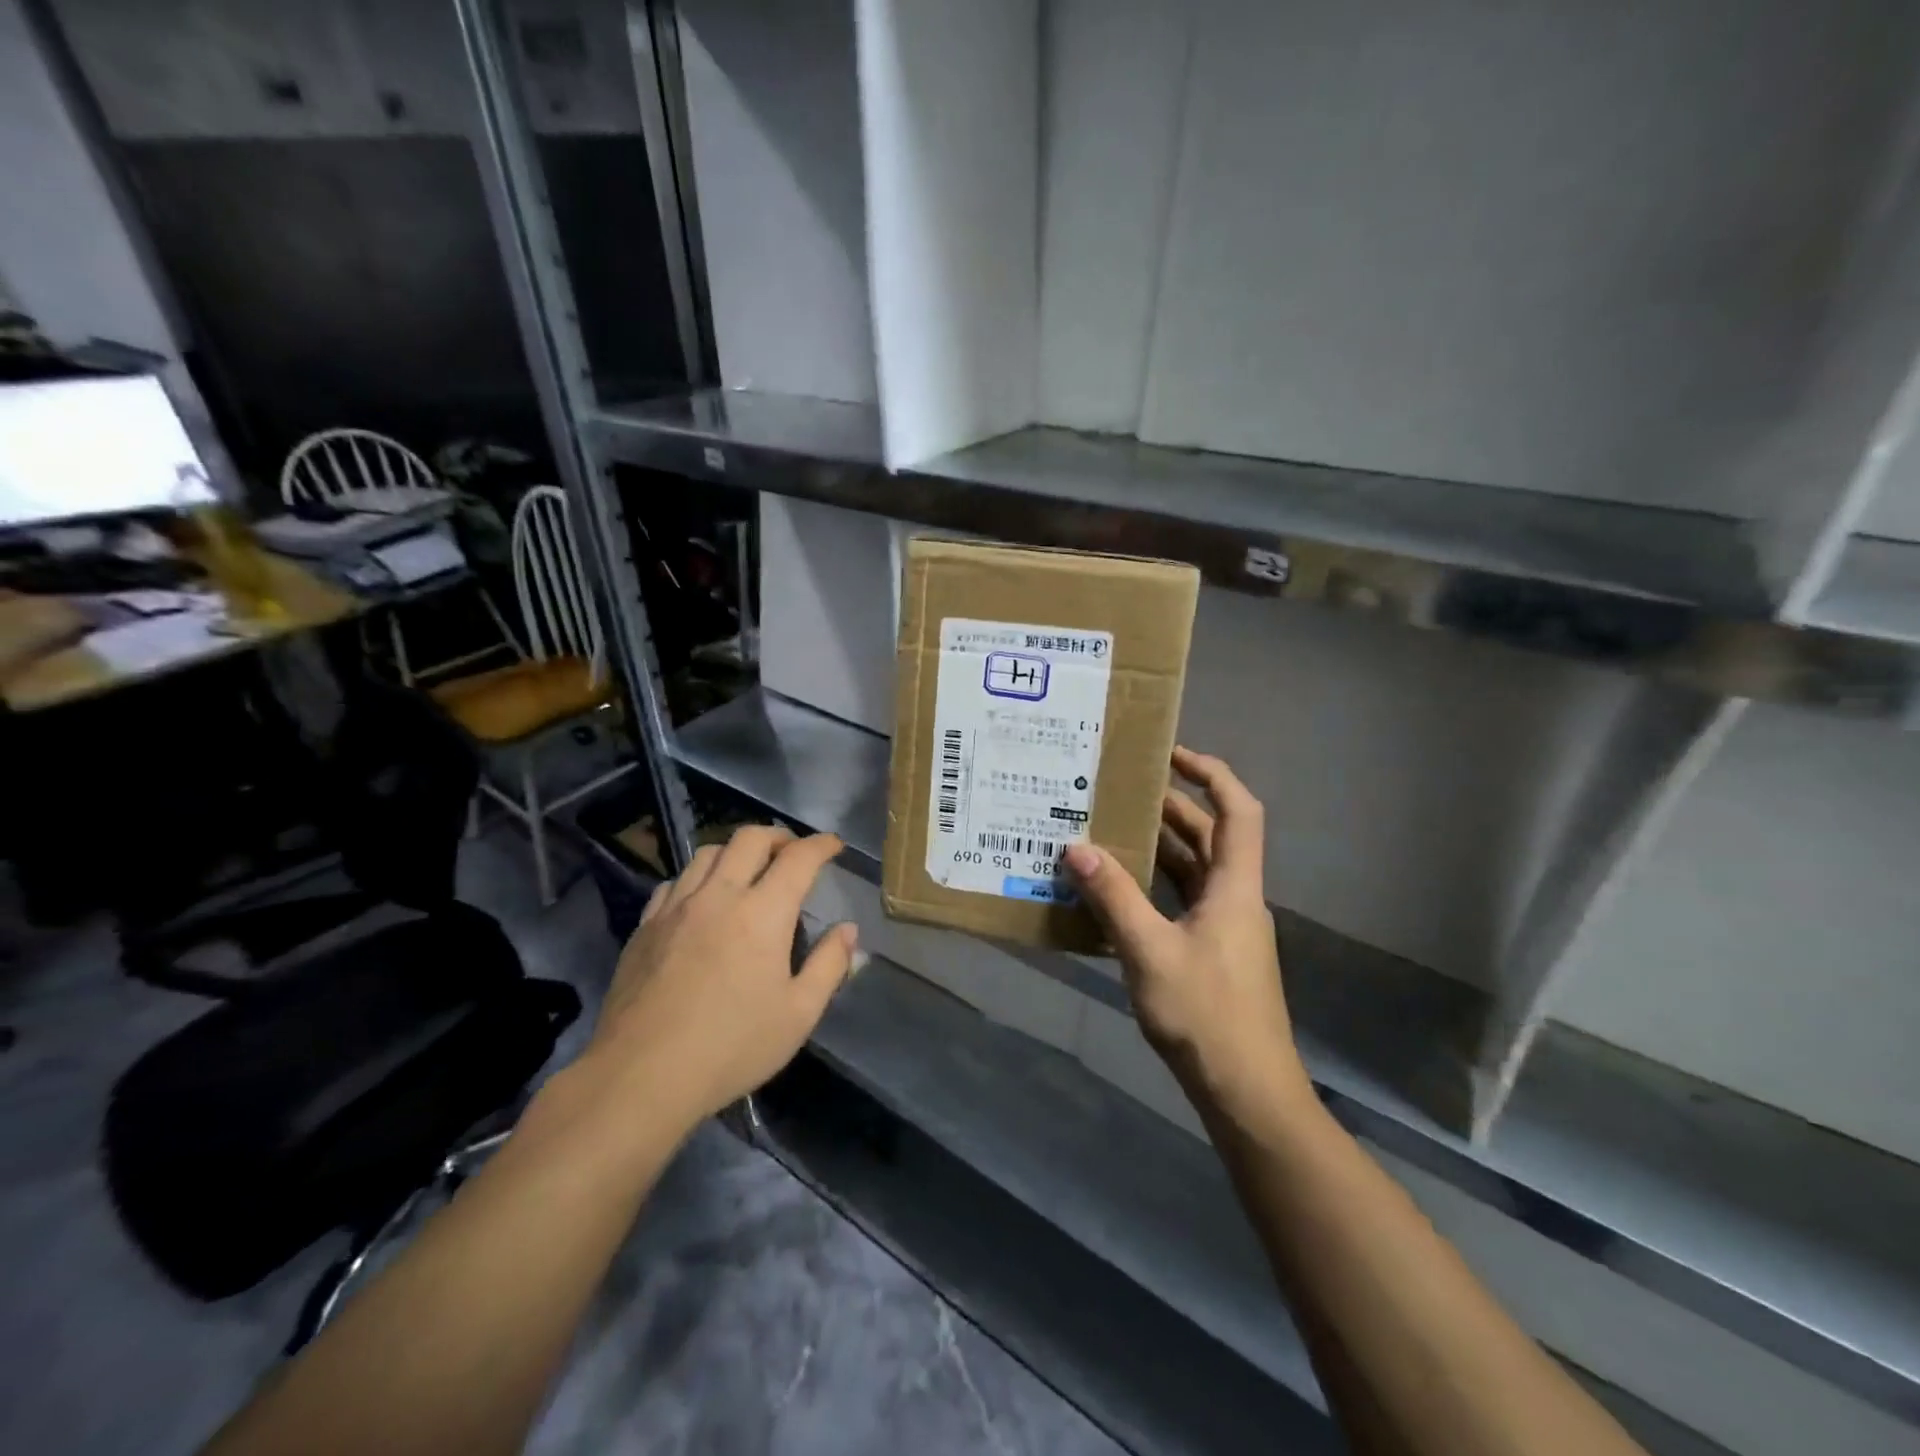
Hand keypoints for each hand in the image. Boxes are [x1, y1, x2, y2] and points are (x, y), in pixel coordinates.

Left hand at [585, 827, 856, 1129]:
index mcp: (763, 913)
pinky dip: (698, 878)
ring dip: (737, 851)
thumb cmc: (732, 1047)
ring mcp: (676, 907)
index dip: (821, 845)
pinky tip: (702, 900)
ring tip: (749, 870)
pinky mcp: (645, 926)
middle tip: (793, 852)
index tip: (834, 845)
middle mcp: (719, 896)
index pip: (798, 858)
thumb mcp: (799, 1014)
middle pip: (749, 839)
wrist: (641, 1076)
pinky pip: (676, 882)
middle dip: (778, 836)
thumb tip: (848, 930)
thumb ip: (829, 965)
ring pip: (708, 853)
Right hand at [1063, 748, 1313, 1127]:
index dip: (1211, 774)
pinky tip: (1117, 892)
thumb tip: (1077, 848)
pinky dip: (1155, 887)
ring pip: (1194, 871)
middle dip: (1171, 808)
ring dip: (1160, 848)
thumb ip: (1113, 897)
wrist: (1246, 1092)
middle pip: (1211, 837)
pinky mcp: (1212, 954)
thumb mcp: (1149, 951)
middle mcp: (1235, 899)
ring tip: (1111, 830)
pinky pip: (1182, 902)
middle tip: (1121, 791)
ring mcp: (1226, 929)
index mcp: (1235, 888)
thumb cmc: (1206, 1015)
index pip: (1238, 811)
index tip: (1171, 755)